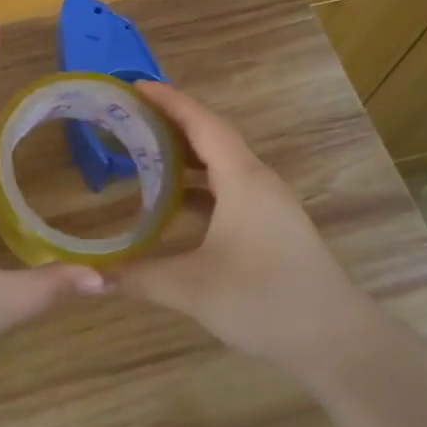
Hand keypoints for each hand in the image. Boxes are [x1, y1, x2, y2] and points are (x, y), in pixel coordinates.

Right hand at [115, 81, 370, 377]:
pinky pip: (231, 185)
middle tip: (130, 115)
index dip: (168, 100)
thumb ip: (137, 277)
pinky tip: (175, 200)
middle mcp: (258, 180)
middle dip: (172, 121)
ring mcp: (270, 202)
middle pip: (212, 135)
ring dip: (187, 152)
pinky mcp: (273, 224)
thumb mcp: (192, 288)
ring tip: (146, 149)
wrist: (337, 340)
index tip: (134, 85)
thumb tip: (89, 277)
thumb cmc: (264, 301)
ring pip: (223, 162)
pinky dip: (200, 182)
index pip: (201, 122)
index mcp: (242, 179)